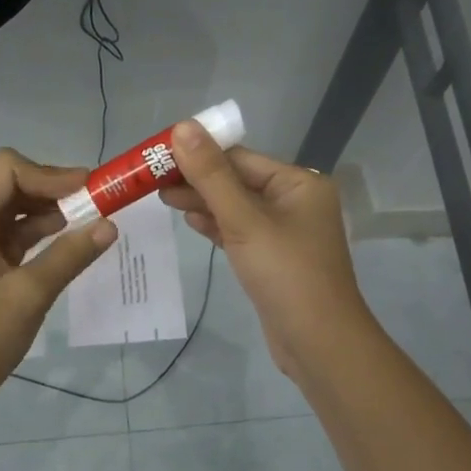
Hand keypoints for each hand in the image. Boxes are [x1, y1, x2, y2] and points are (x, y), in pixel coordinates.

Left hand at [0, 148, 116, 433]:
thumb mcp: (28, 297)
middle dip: (49, 189)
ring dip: (41, 211)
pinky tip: (60, 244)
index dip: (50, 173)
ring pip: (2, 210)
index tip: (89, 189)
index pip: (5, 168)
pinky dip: (28, 235)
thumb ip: (69, 256)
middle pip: (3, 184)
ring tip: (84, 223)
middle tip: (92, 203)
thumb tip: (109, 226)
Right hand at [161, 121, 373, 384]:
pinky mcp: (275, 258)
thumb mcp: (244, 220)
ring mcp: (286, 232)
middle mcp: (296, 201)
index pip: (240, 158)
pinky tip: (191, 221)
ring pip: (237, 208)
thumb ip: (211, 175)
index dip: (198, 154)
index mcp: (299, 183)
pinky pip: (241, 232)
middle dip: (197, 180)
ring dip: (203, 203)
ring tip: (162, 198)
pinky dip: (217, 226)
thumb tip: (183, 127)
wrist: (318, 343)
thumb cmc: (285, 273)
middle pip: (238, 181)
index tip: (158, 156)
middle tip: (151, 181)